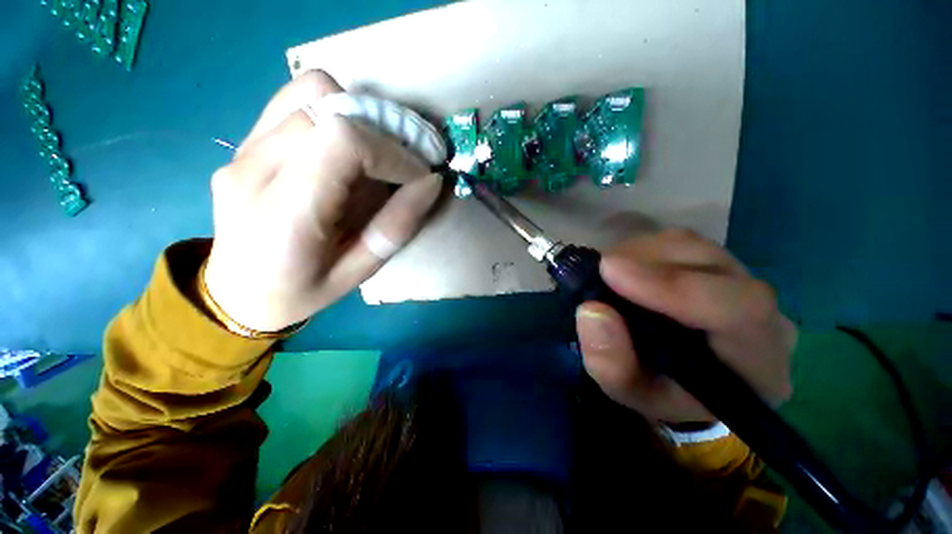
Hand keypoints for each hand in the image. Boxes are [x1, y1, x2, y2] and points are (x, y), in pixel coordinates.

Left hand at [203, 71, 441, 331]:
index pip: (343, 140)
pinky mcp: (246, 141)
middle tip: (404, 165)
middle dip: (383, 133)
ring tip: (377, 154)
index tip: (417, 176)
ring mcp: (244, 147)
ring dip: (360, 116)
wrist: (236, 292)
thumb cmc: (301, 292)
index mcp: (285, 211)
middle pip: (331, 107)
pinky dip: (335, 110)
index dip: (392, 152)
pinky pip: (295, 100)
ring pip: (312, 91)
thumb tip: (431, 182)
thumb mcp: (359, 271)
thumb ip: (396, 226)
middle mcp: (255, 166)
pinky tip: (346, 146)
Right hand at [575, 229, 797, 423]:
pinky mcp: (714, 263)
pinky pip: (676, 242)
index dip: (672, 286)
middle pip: (712, 265)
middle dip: (644, 262)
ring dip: (638, 253)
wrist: (684, 380)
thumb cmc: (663, 393)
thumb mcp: (631, 394)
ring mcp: (740, 280)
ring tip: (607, 274)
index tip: (610, 271)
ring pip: (691, 246)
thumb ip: (612, 364)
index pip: (738, 310)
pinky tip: (622, 268)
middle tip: (598, 271)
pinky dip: (641, 249)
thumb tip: (591, 310)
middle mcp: (762, 313)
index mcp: (758, 362)